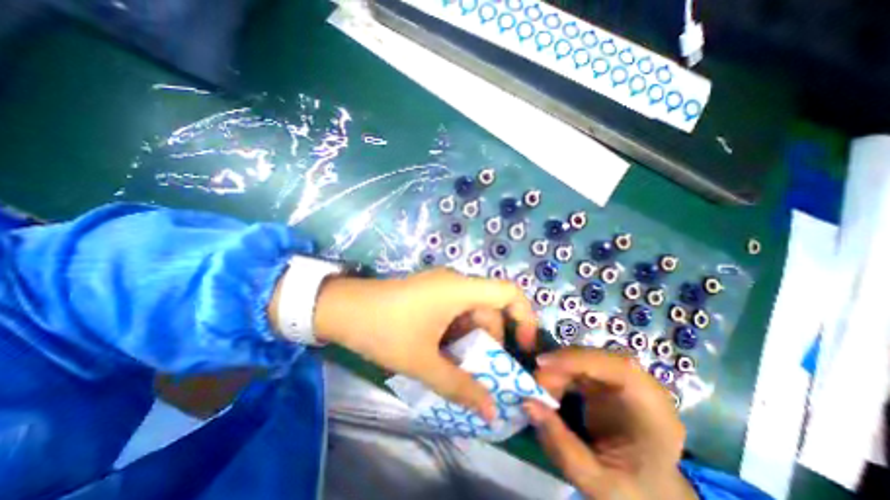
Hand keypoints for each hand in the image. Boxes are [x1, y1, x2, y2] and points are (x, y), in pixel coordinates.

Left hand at [314, 267, 534, 419]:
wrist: (342, 309)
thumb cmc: (385, 329)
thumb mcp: (422, 362)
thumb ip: (459, 386)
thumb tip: (491, 410)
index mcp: (460, 289)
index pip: (509, 292)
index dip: (524, 317)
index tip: (523, 347)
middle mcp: (455, 282)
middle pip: (489, 310)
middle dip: (489, 343)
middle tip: (479, 373)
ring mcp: (441, 287)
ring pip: (471, 314)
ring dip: (470, 342)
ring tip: (456, 368)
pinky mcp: (430, 294)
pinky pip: (455, 313)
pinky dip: (456, 335)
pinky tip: (441, 354)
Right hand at [522, 347, 698, 498]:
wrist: (649, 495)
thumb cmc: (632, 492)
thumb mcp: (596, 481)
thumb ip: (561, 444)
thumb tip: (527, 402)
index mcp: (653, 408)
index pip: (619, 367)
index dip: (578, 359)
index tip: (541, 364)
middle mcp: (639, 385)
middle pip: (595, 358)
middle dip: (560, 366)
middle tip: (535, 384)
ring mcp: (621, 379)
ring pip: (582, 359)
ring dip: (557, 371)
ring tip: (541, 394)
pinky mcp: (605, 379)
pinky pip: (577, 367)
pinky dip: (559, 376)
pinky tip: (550, 393)